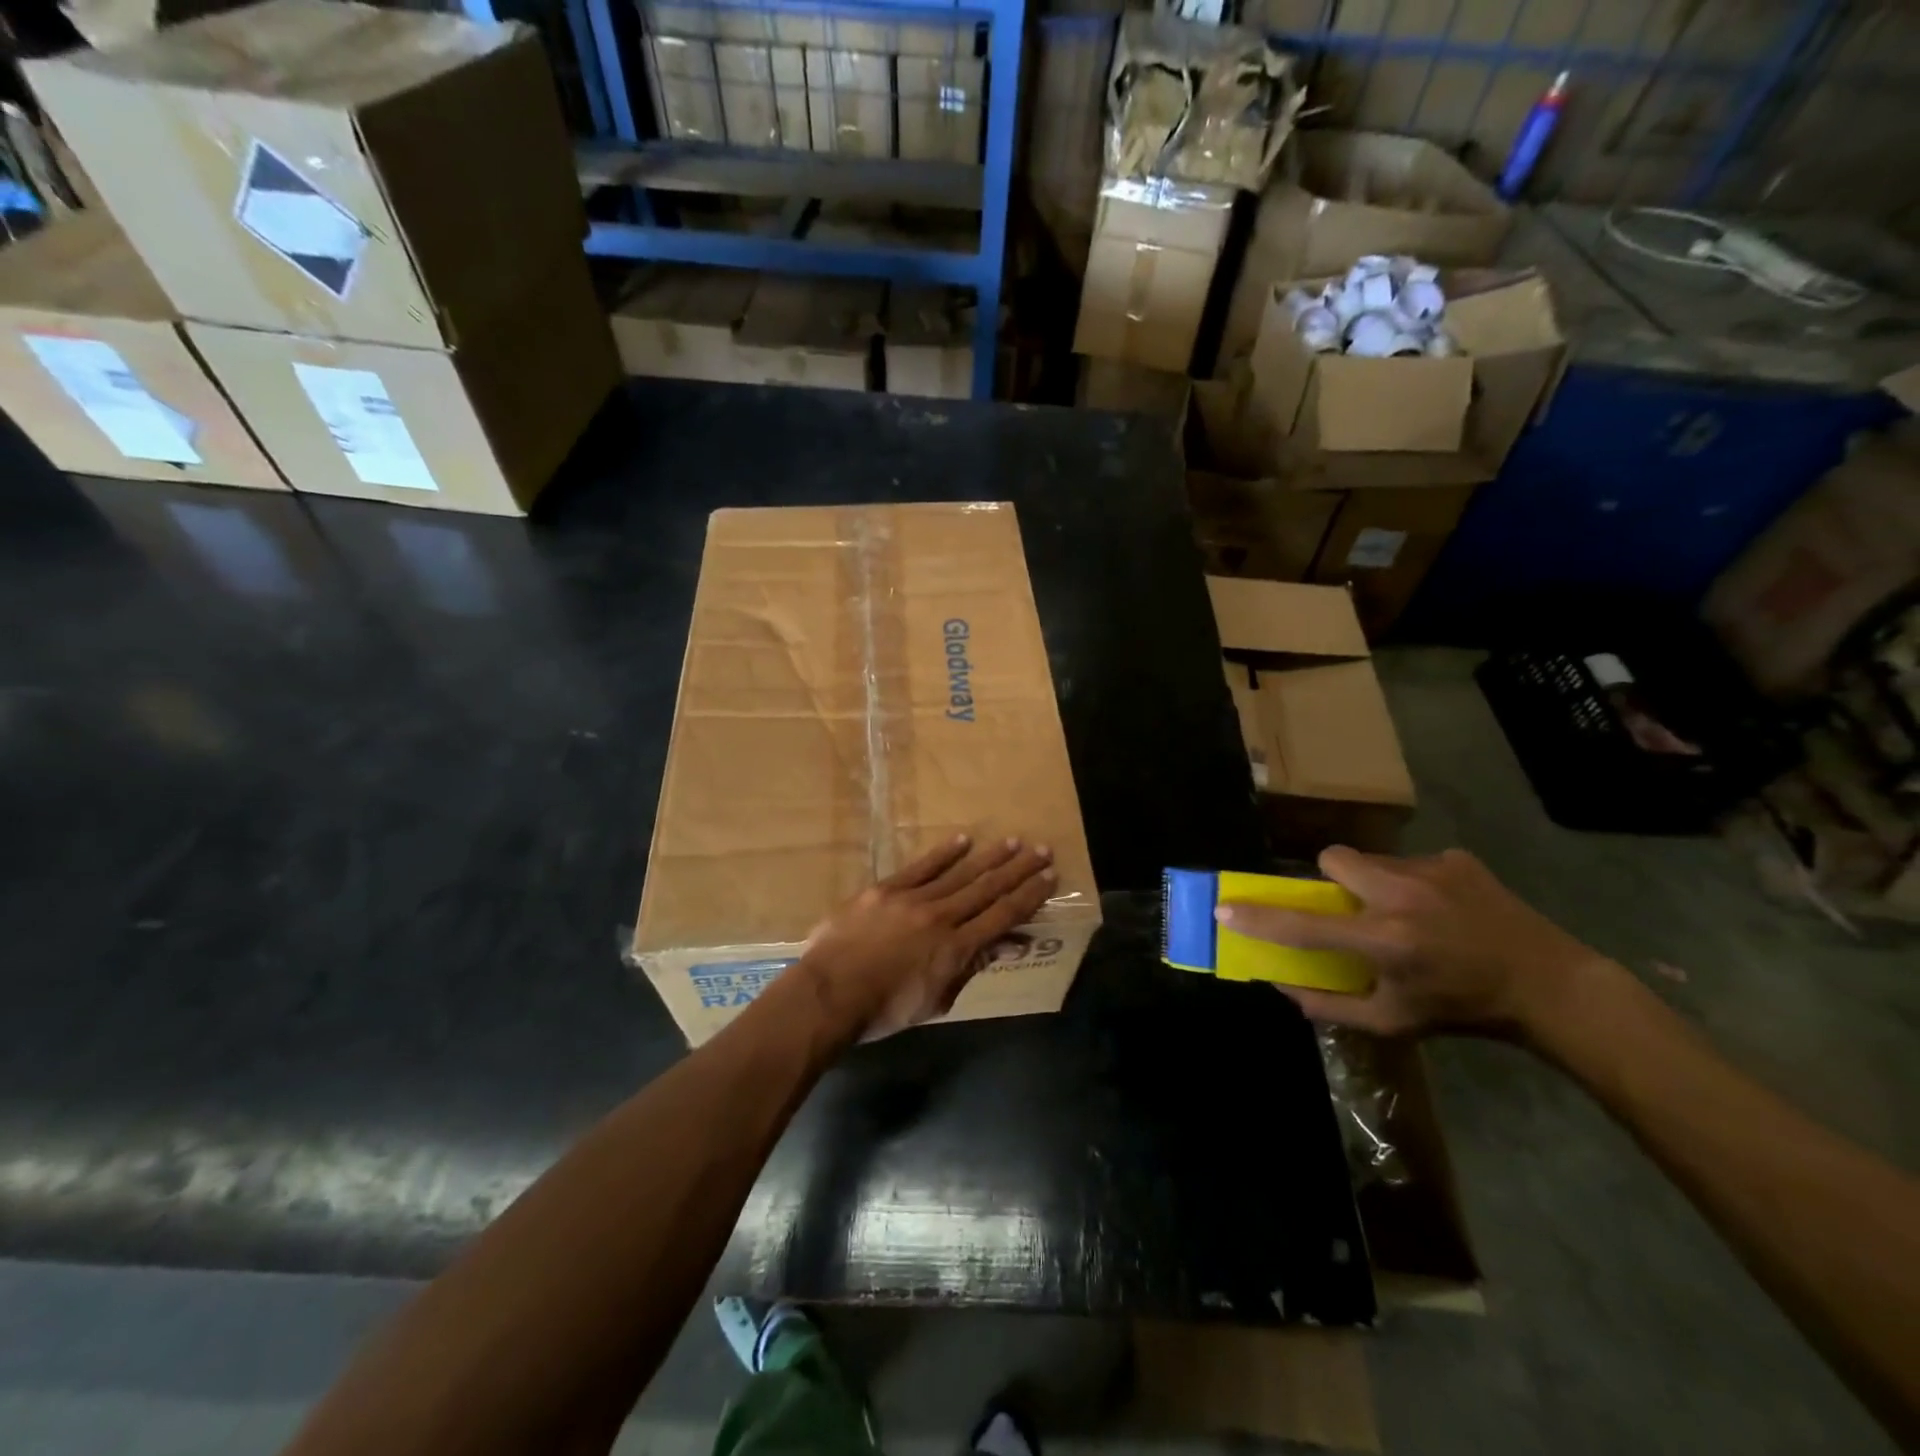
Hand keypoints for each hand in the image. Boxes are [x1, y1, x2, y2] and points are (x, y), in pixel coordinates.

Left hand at [796, 834, 1057, 1040]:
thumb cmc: (884, 1010)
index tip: (1049, 877)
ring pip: (959, 873)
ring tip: (1012, 842)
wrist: (829, 994)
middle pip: (987, 888)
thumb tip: (1004, 946)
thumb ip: (968, 968)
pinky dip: (943, 853)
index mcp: (956, 949)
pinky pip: (920, 867)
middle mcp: (941, 917)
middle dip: (1018, 869)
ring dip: (989, 857)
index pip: (1002, 916)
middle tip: (1042, 850)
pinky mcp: (885, 889)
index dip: (1029, 896)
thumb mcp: (935, 1001)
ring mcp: (912, 899)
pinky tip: (963, 840)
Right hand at [1217, 846, 1616, 1041]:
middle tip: (1349, 905)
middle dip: (1330, 878)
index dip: (1258, 918)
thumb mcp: (1393, 1023)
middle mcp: (1401, 897)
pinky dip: (1411, 881)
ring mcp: (1431, 871)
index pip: (1304, 926)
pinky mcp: (1456, 859)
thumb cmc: (1461, 1010)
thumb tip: (1280, 984)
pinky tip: (1441, 907)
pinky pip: (1410, 860)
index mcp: (1384, 942)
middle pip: (1333, 858)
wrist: (1549, 985)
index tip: (1225, 908)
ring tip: (1403, 910)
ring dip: (1372, 881)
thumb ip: (1330, 1007)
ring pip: (1371, 859)